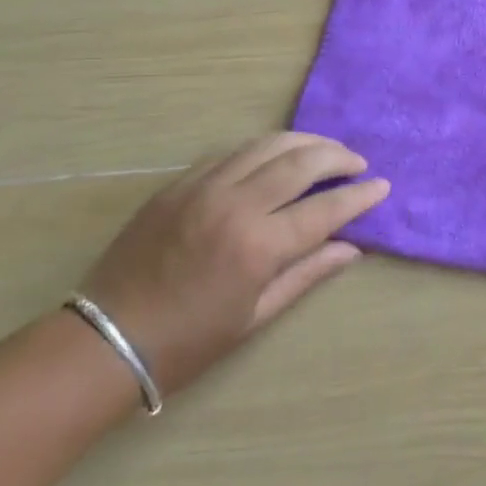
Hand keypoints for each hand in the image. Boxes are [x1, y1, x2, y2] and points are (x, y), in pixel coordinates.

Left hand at [79, 133, 388, 397]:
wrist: (103, 341)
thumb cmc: (187, 342)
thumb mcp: (255, 317)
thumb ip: (307, 274)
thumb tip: (351, 248)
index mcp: (258, 246)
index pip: (326, 208)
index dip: (360, 196)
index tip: (382, 187)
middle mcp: (236, 205)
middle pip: (302, 161)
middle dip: (338, 157)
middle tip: (358, 163)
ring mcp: (204, 188)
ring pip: (267, 144)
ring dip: (304, 142)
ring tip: (325, 150)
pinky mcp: (179, 184)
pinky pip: (231, 152)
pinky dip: (262, 149)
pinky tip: (274, 158)